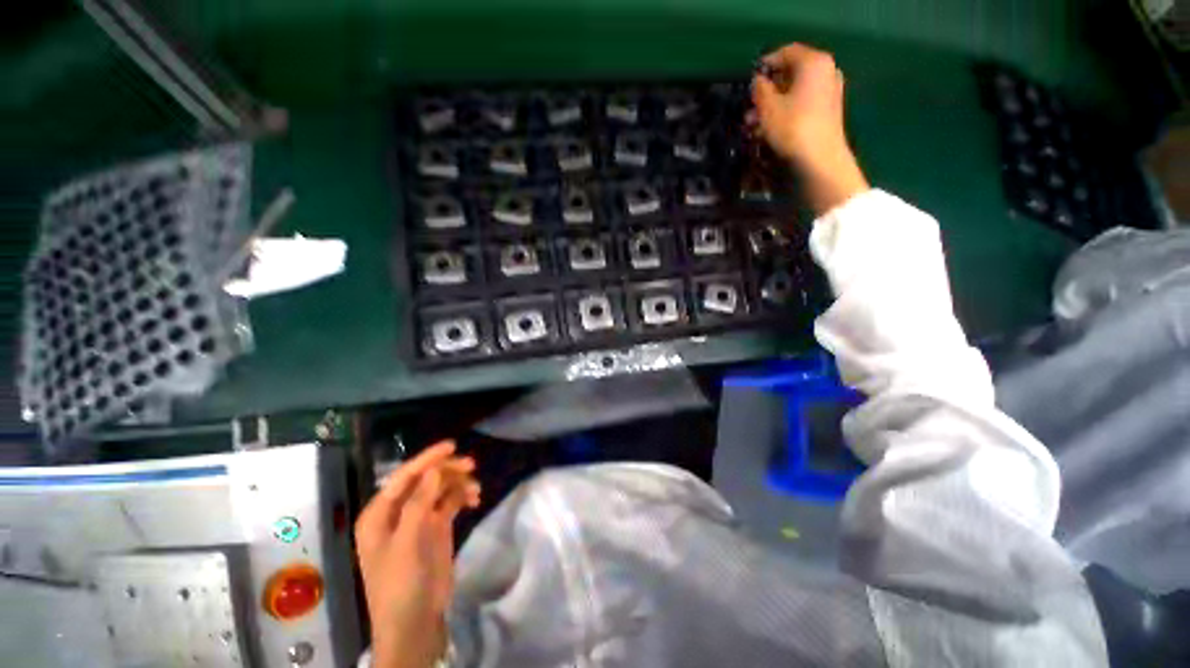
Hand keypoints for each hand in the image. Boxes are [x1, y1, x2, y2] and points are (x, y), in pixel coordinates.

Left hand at [355, 440, 480, 667]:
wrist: (416, 623)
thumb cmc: (401, 585)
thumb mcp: (407, 544)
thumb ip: (418, 504)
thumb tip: (434, 469)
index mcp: (379, 515)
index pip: (403, 477)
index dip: (426, 459)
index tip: (452, 445)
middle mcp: (398, 512)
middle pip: (424, 480)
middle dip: (446, 470)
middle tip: (471, 465)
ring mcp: (418, 519)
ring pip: (439, 488)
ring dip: (458, 484)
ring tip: (476, 489)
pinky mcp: (435, 527)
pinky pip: (450, 502)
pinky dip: (462, 496)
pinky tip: (475, 499)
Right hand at [750, 43, 868, 214]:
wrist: (820, 159)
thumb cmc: (792, 127)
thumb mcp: (767, 107)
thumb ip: (760, 88)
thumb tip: (758, 80)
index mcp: (814, 62)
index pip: (786, 52)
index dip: (765, 65)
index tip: (749, 82)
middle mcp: (826, 71)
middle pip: (791, 74)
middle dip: (767, 91)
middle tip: (749, 108)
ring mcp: (829, 92)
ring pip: (795, 92)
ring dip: (772, 106)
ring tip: (753, 125)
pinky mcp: (828, 112)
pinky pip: (802, 105)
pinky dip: (785, 113)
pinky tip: (769, 130)